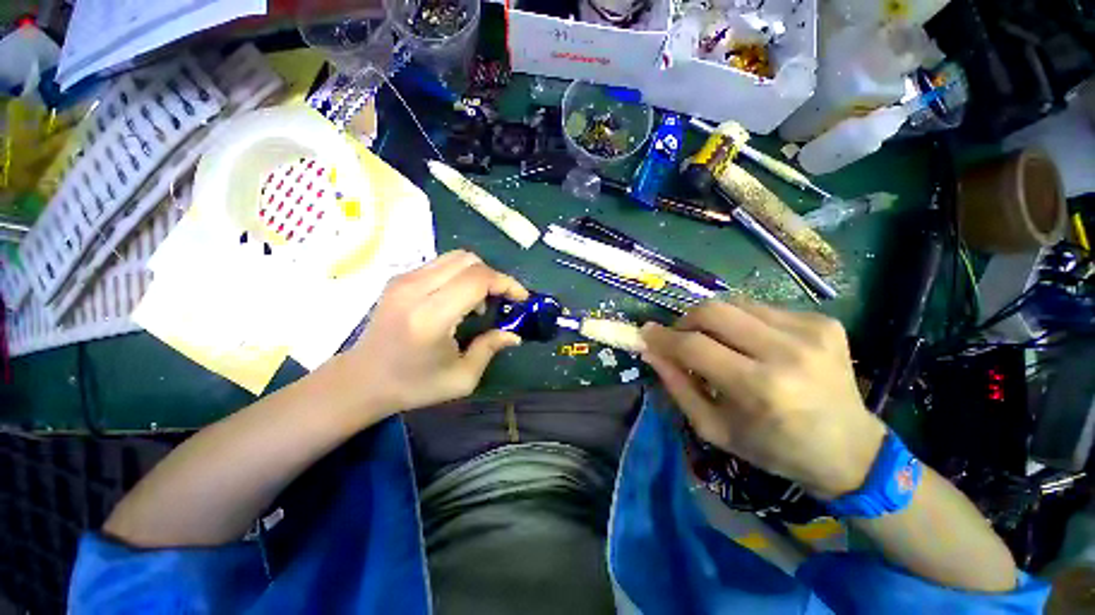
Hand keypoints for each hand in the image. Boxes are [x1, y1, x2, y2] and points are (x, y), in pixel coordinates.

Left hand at [340, 250, 527, 417]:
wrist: (361, 380)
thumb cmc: (413, 385)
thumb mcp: (461, 378)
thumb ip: (490, 349)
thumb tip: (514, 334)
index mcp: (430, 317)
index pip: (477, 279)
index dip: (505, 283)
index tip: (520, 297)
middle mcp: (415, 290)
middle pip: (468, 260)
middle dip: (494, 276)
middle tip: (502, 300)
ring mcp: (404, 280)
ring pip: (455, 257)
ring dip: (478, 274)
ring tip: (482, 300)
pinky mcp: (399, 278)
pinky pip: (441, 264)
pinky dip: (461, 274)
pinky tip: (460, 298)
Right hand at [640, 300, 885, 499]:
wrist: (850, 449)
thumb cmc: (774, 448)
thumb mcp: (714, 428)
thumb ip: (677, 386)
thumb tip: (650, 350)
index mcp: (759, 388)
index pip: (694, 346)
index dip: (662, 337)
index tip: (645, 334)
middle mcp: (786, 352)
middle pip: (712, 311)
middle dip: (685, 321)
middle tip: (680, 337)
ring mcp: (810, 331)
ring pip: (734, 303)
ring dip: (712, 320)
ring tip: (716, 342)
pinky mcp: (823, 321)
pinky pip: (760, 308)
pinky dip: (742, 322)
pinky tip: (751, 344)